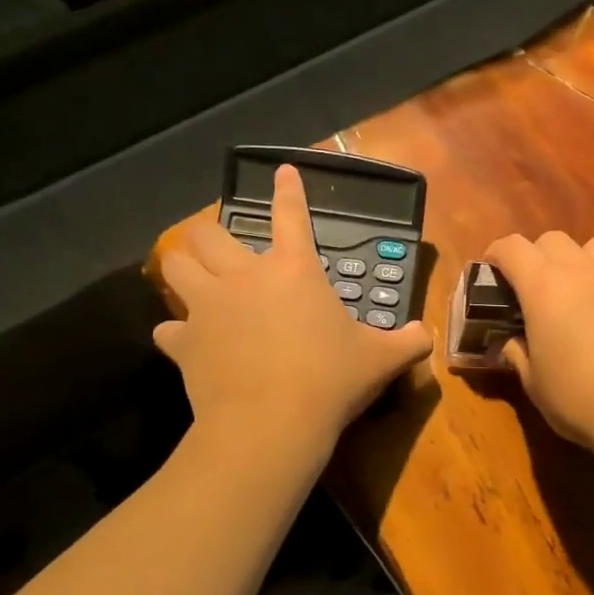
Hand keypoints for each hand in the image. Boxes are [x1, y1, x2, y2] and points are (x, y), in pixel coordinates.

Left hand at [153, 165, 432, 450]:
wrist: (271, 423)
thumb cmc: (330, 380)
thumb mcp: (381, 360)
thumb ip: (407, 342)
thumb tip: (424, 335)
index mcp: (294, 271)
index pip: (291, 216)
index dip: (288, 190)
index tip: (282, 171)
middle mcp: (244, 278)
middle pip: (208, 234)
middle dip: (209, 233)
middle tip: (218, 245)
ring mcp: (208, 308)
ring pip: (175, 267)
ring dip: (182, 267)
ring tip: (191, 277)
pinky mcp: (184, 343)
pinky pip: (169, 329)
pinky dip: (177, 332)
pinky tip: (187, 341)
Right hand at [483, 231, 593, 452]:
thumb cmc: (580, 399)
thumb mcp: (535, 384)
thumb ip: (519, 354)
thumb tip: (514, 343)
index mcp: (543, 287)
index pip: (511, 248)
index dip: (497, 255)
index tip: (493, 271)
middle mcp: (582, 270)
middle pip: (553, 239)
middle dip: (539, 257)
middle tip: (538, 289)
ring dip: (583, 263)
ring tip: (585, 292)